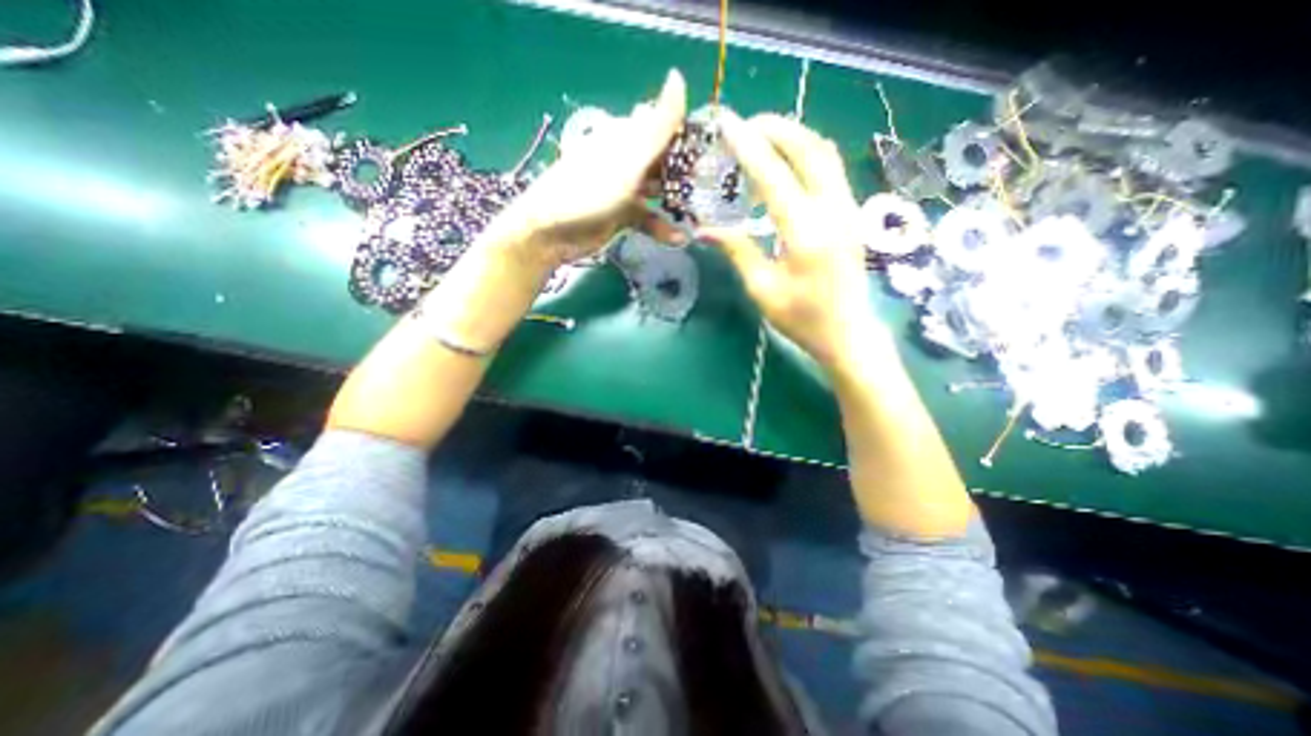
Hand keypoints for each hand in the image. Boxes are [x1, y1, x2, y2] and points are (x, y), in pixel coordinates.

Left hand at [493, 67, 690, 268]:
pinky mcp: (621, 214)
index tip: (711, 154)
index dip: (686, 138)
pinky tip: (677, 238)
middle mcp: (626, 159)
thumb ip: (657, 126)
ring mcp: (624, 189)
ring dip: (676, 203)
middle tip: (708, 189)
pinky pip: (647, 218)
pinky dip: (661, 228)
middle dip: (685, 174)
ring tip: (697, 216)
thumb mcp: (629, 158)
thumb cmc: (590, 190)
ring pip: (657, 192)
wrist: (553, 231)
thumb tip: (678, 77)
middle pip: (663, 161)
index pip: (663, 127)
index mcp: (626, 136)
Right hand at [700, 115, 884, 377]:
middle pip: (808, 148)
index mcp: (804, 232)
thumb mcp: (762, 288)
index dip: (747, 146)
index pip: (773, 176)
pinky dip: (806, 154)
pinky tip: (787, 162)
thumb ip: (737, 250)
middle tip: (745, 125)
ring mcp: (847, 208)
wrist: (847, 332)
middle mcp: (832, 210)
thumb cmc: (801, 318)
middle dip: (775, 128)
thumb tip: (705, 228)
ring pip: (825, 153)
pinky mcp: (851, 213)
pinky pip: (830, 169)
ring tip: (763, 136)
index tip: (726, 123)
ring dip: (794, 136)